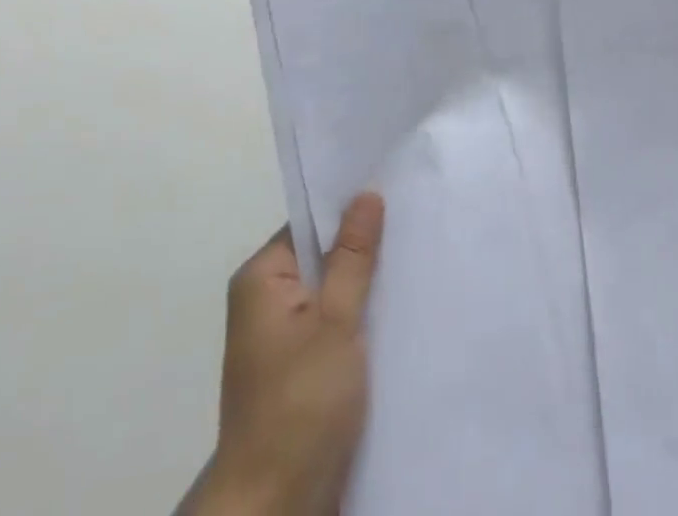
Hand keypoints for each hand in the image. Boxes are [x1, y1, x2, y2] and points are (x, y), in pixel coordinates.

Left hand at [191, 193, 385, 515]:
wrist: (275, 509)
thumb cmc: (300, 404)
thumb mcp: (335, 320)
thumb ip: (353, 256)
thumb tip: (366, 194)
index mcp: (262, 279)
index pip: (311, 223)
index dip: (351, 209)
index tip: (396, 195)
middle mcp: (266, 301)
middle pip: (324, 255)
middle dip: (365, 248)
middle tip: (415, 224)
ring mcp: (282, 338)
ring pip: (334, 291)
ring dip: (367, 286)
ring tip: (415, 261)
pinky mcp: (301, 369)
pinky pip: (335, 323)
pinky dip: (362, 318)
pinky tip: (399, 310)